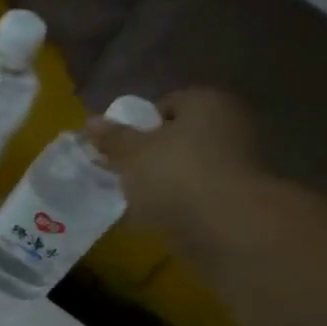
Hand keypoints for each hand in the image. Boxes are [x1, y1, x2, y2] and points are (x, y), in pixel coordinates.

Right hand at [82, 87, 269, 258]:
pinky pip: (195, 190)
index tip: (120, 149)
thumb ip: (112, 138)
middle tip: (123, 173)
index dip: (138, 126)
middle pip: (177, 135)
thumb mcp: (132, 153)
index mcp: (205, 102)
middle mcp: (227, 123)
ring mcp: (235, 159)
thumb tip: (91, 121)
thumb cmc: (175, 174)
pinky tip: (155, 215)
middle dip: (149, 154)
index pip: (166, 105)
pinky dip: (176, 200)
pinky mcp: (234, 193)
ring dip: (161, 179)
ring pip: (185, 165)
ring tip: (135, 198)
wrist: (223, 223)